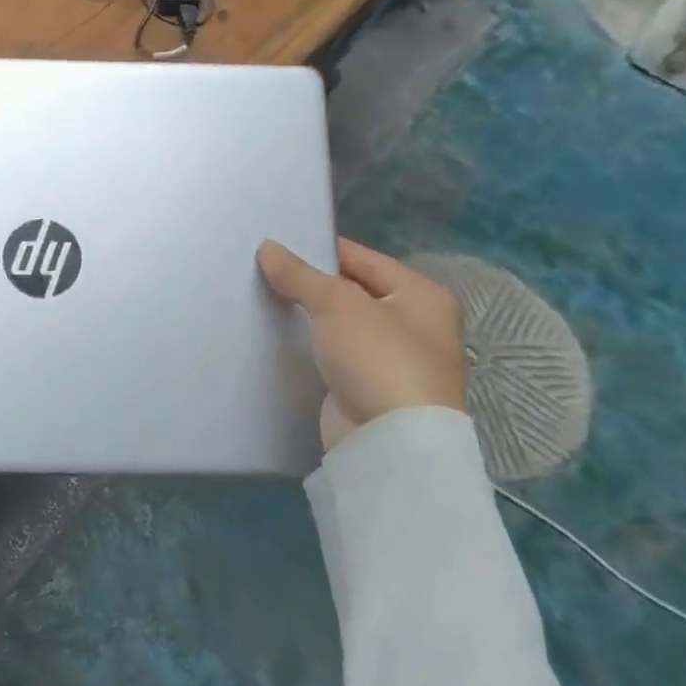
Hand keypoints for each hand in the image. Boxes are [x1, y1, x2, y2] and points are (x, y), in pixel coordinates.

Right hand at [257, 236, 465, 450]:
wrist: (390, 441)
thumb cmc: (378, 357)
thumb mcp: (336, 303)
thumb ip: (300, 274)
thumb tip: (267, 247)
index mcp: (422, 295)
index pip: (363, 258)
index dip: (321, 249)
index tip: (278, 244)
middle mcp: (414, 324)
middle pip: (352, 291)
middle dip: (311, 284)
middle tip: (264, 270)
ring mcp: (393, 360)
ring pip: (341, 325)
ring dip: (309, 316)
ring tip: (263, 298)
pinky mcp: (369, 388)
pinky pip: (334, 354)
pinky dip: (311, 345)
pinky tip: (278, 335)